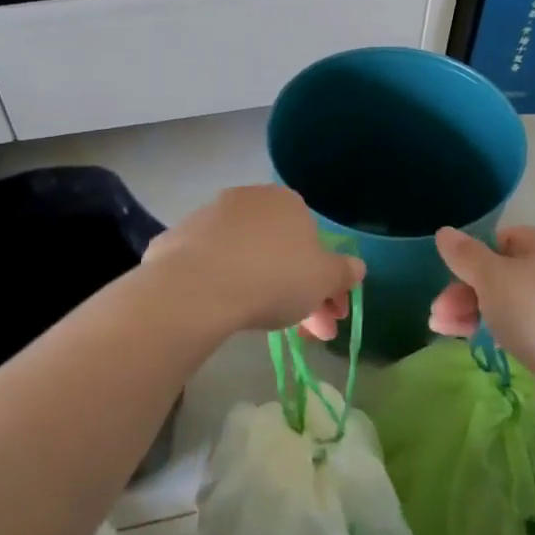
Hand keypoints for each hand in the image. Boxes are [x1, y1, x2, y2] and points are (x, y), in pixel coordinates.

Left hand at [145, 186, 364, 339]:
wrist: (196, 287)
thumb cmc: (274, 277)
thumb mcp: (324, 280)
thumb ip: (343, 272)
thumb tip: (356, 266)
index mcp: (288, 201)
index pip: (316, 242)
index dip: (328, 283)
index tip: (329, 315)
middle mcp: (249, 199)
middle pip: (282, 251)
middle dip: (300, 293)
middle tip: (308, 334)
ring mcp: (209, 217)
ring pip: (248, 258)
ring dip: (263, 290)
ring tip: (266, 328)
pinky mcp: (177, 239)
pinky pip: (213, 266)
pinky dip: (225, 286)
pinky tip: (226, 311)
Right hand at [429, 225, 534, 382]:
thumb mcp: (492, 279)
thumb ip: (465, 255)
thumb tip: (444, 231)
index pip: (501, 240)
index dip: (471, 259)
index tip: (448, 282)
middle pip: (502, 272)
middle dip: (464, 292)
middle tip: (437, 315)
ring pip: (511, 301)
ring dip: (474, 312)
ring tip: (442, 331)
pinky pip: (526, 325)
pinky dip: (499, 329)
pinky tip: (480, 343)